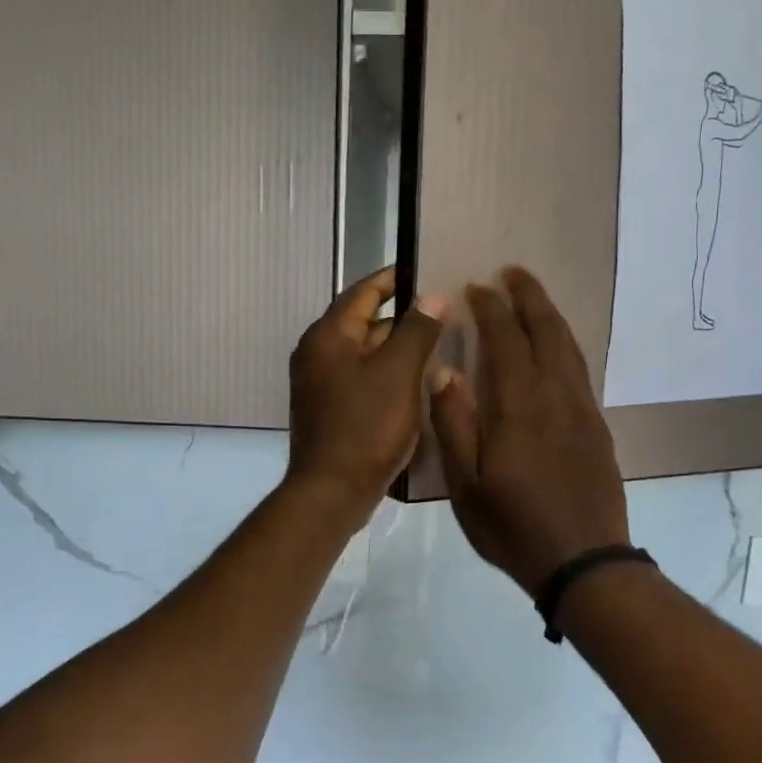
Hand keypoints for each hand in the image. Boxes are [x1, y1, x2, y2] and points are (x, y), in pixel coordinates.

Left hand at [285, 266, 444, 529]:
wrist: (332, 491)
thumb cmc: (366, 427)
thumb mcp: (399, 374)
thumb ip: (417, 330)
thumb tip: (432, 296)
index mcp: (328, 336)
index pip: (363, 292)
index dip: (394, 278)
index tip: (426, 270)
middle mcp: (318, 353)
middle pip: (364, 322)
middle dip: (402, 316)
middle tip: (443, 311)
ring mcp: (321, 384)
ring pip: (365, 353)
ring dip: (397, 347)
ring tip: (439, 344)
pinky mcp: (330, 410)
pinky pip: (363, 379)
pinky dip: (388, 374)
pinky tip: (418, 382)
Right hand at [429, 267, 628, 592]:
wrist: (584, 561)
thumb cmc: (514, 528)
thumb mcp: (466, 487)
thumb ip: (454, 425)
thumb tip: (445, 372)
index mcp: (518, 408)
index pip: (505, 341)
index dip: (491, 309)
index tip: (477, 288)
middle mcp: (555, 398)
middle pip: (547, 331)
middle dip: (529, 297)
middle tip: (512, 273)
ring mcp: (582, 411)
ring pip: (569, 348)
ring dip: (550, 316)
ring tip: (533, 298)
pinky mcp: (597, 428)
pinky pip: (580, 371)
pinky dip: (565, 345)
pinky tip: (556, 349)